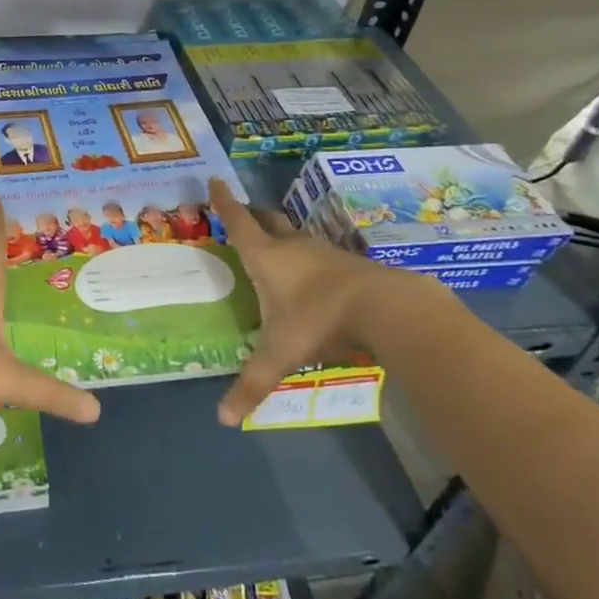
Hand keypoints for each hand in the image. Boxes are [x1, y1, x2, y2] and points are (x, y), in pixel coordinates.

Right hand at [208, 178, 439, 426]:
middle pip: (267, 220)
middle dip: (253, 215)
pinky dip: (310, 256)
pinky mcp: (350, 262)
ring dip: (283, 235)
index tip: (215, 180)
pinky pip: (322, 252)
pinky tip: (315, 274)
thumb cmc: (317, 320)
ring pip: (296, 234)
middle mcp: (291, 246)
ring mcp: (324, 250)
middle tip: (243, 215)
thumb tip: (222, 418)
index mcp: (265, 257)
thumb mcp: (280, 355)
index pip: (238, 221)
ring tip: (276, 246)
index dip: (224, 202)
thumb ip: (252, 384)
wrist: (384, 306)